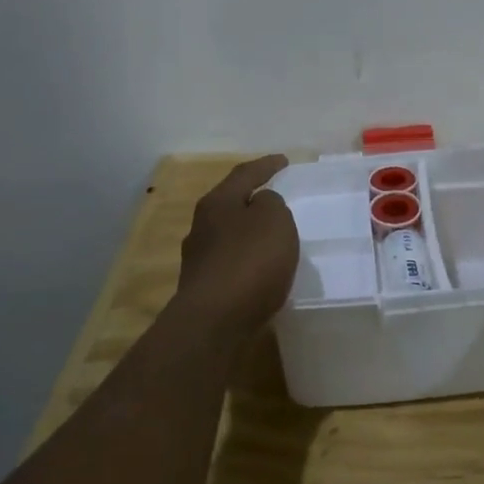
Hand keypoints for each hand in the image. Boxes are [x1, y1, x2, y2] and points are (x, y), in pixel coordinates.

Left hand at [174, 155, 299, 331]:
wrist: (214, 322)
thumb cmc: (249, 261)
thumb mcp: (275, 220)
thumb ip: (272, 204)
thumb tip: (261, 205)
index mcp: (217, 203)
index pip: (244, 174)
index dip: (266, 165)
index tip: (284, 161)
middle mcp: (201, 226)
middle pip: (230, 204)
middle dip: (252, 200)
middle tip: (275, 197)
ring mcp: (199, 259)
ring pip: (229, 235)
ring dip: (249, 233)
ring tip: (272, 237)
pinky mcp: (204, 288)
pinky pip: (232, 263)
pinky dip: (248, 260)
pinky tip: (261, 270)